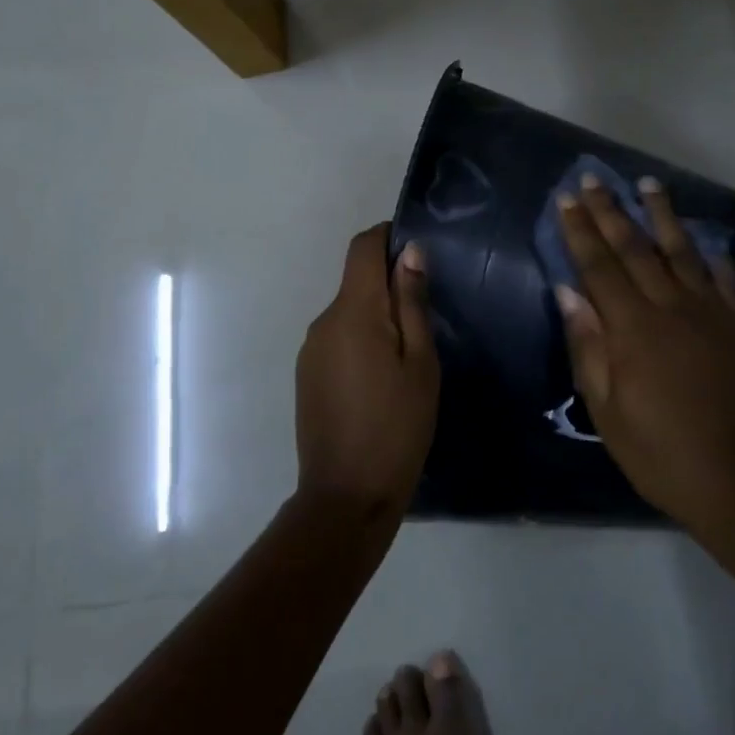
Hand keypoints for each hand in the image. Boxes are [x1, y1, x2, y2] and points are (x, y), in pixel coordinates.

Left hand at [295, 224, 439, 521]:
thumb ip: (412, 302)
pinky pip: (337, 338)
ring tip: (409, 353)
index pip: (361, 247)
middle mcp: (323, 321)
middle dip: (389, 283)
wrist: (346, 497)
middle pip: (355, 279)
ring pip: (348, 311)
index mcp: (353, 312)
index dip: (388, 237)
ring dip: (376, 315)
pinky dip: (361, 340)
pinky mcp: (306, 374)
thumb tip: (409, 251)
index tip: (417, 253)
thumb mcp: (420, 363)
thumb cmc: (397, 427)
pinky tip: (382, 377)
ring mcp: (310, 349)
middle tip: (428, 315)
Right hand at [554, 176, 734, 526]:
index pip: (599, 266)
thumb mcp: (607, 409)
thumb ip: (588, 346)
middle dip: (611, 211)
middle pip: (635, 248)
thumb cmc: (659, 451)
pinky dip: (712, 257)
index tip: (566, 199)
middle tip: (593, 180)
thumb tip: (568, 293)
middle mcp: (671, 307)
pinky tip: (705, 242)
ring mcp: (709, 312)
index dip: (580, 231)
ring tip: (648, 184)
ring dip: (661, 215)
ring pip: (681, 251)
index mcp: (633, 327)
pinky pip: (724, 280)